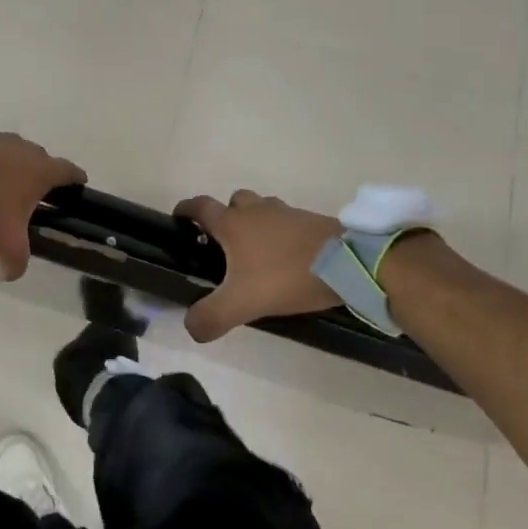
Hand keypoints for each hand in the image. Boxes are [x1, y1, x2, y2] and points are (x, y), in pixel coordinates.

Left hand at [0, 134, 85, 280]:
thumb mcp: (5, 245)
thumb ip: (13, 264)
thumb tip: (7, 272)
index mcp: (42, 170)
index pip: (69, 171)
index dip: (76, 179)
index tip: (79, 185)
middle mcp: (25, 149)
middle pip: (41, 160)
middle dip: (40, 175)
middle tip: (34, 195)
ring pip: (13, 154)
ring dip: (11, 169)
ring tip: (1, 188)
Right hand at [172, 190, 343, 341]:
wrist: (348, 263)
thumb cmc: (286, 276)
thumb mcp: (242, 303)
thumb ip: (211, 316)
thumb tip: (190, 327)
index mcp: (233, 224)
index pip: (201, 206)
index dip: (186, 210)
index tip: (178, 217)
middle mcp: (257, 211)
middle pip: (234, 201)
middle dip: (225, 215)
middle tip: (223, 243)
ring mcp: (287, 214)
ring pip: (263, 208)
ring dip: (255, 222)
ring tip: (256, 252)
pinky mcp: (312, 222)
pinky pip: (287, 221)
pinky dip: (281, 233)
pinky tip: (287, 258)